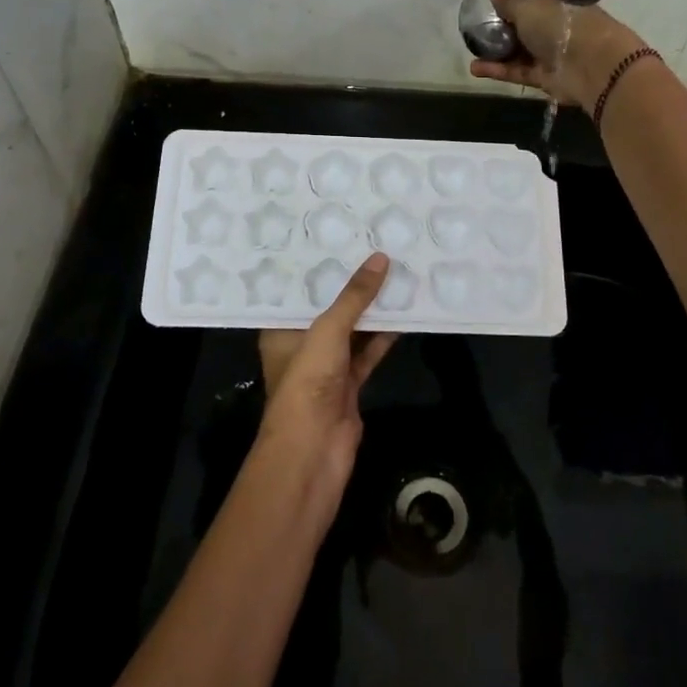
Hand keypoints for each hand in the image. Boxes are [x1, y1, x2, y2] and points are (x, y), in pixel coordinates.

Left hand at [257, 253, 398, 481]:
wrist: (313, 451)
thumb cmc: (307, 382)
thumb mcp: (328, 330)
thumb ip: (355, 296)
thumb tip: (380, 258)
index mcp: (281, 329)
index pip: (298, 290)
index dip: (318, 266)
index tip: (339, 236)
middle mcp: (301, 343)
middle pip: (329, 307)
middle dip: (351, 284)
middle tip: (375, 247)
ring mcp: (326, 366)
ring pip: (352, 329)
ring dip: (372, 309)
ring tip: (396, 271)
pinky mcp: (349, 383)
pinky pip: (368, 351)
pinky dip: (384, 336)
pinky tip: (405, 312)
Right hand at [467, 0, 644, 108]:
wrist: (591, 65)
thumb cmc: (560, 24)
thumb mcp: (527, 7)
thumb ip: (508, 0)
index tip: (494, 0)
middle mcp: (556, 24)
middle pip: (526, 25)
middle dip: (503, 27)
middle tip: (475, 27)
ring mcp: (551, 52)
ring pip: (519, 50)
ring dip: (496, 51)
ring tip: (470, 49)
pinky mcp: (545, 76)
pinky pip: (518, 71)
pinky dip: (498, 70)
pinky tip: (474, 68)